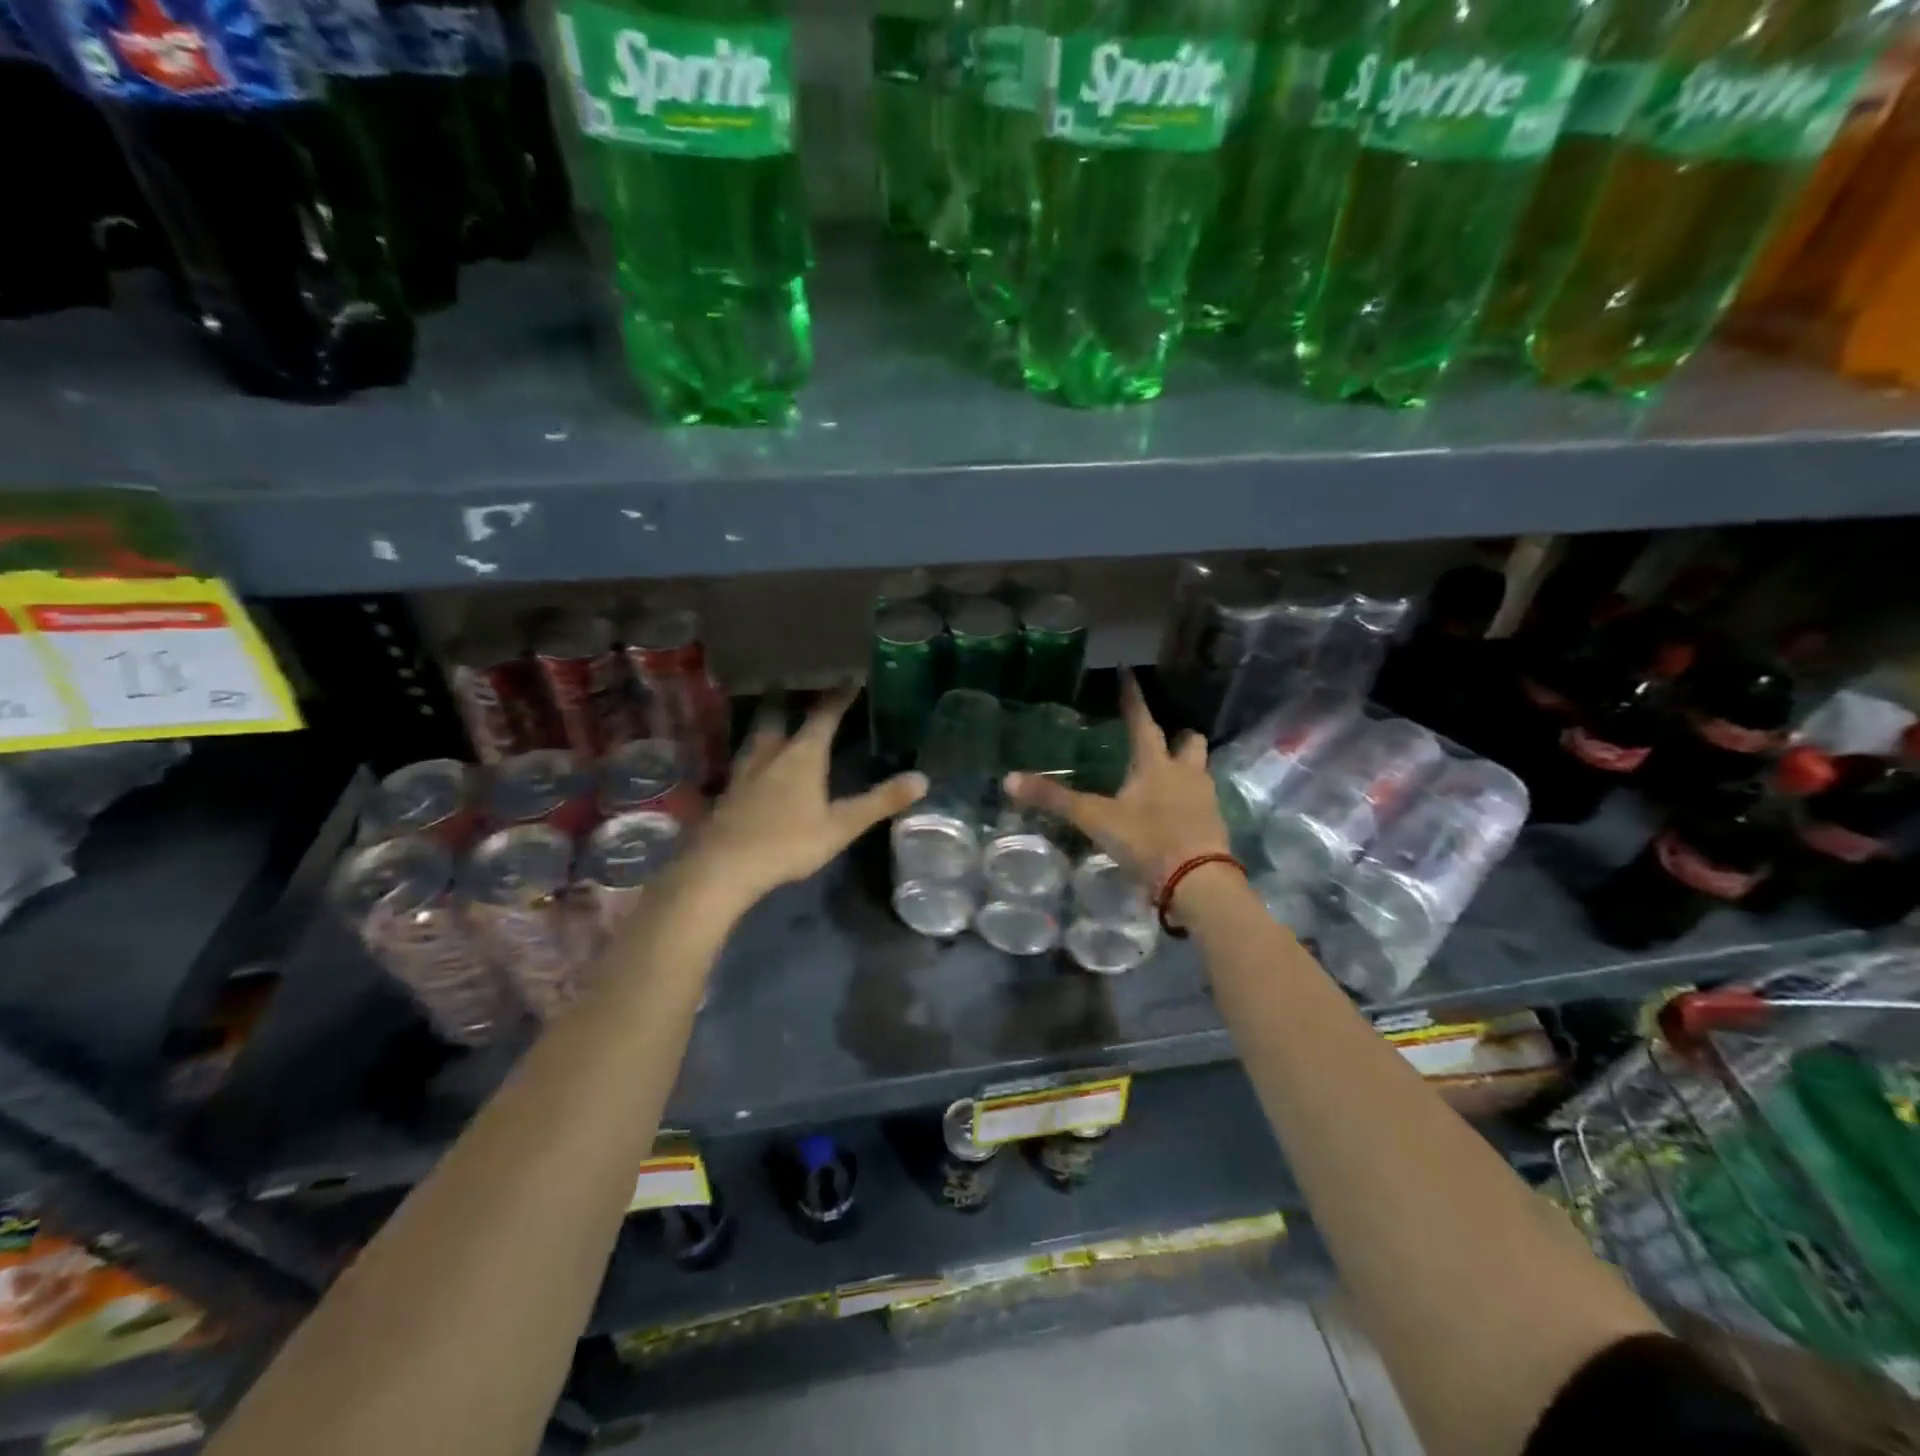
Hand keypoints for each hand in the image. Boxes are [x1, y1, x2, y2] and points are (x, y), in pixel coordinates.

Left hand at [685, 685, 925, 911]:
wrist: (724, 866)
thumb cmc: (788, 843)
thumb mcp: (842, 825)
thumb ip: (880, 802)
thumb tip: (922, 779)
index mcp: (802, 756)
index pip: (823, 717)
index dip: (838, 697)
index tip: (850, 678)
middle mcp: (771, 754)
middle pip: (777, 717)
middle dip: (786, 699)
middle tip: (788, 683)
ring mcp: (744, 772)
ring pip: (755, 736)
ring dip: (765, 722)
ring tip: (770, 717)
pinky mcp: (727, 793)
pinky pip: (742, 760)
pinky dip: (751, 751)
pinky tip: (750, 764)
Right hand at [1004, 670, 1228, 893]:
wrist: (1198, 882)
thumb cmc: (1147, 841)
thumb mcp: (1095, 820)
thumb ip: (1055, 800)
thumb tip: (1009, 779)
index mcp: (1155, 764)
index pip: (1141, 720)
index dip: (1132, 697)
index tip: (1128, 673)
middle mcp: (1185, 773)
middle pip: (1189, 741)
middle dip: (1177, 736)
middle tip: (1162, 740)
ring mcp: (1205, 798)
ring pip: (1201, 769)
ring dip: (1187, 767)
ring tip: (1168, 777)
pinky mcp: (1215, 824)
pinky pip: (1204, 801)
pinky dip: (1191, 800)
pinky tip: (1176, 813)